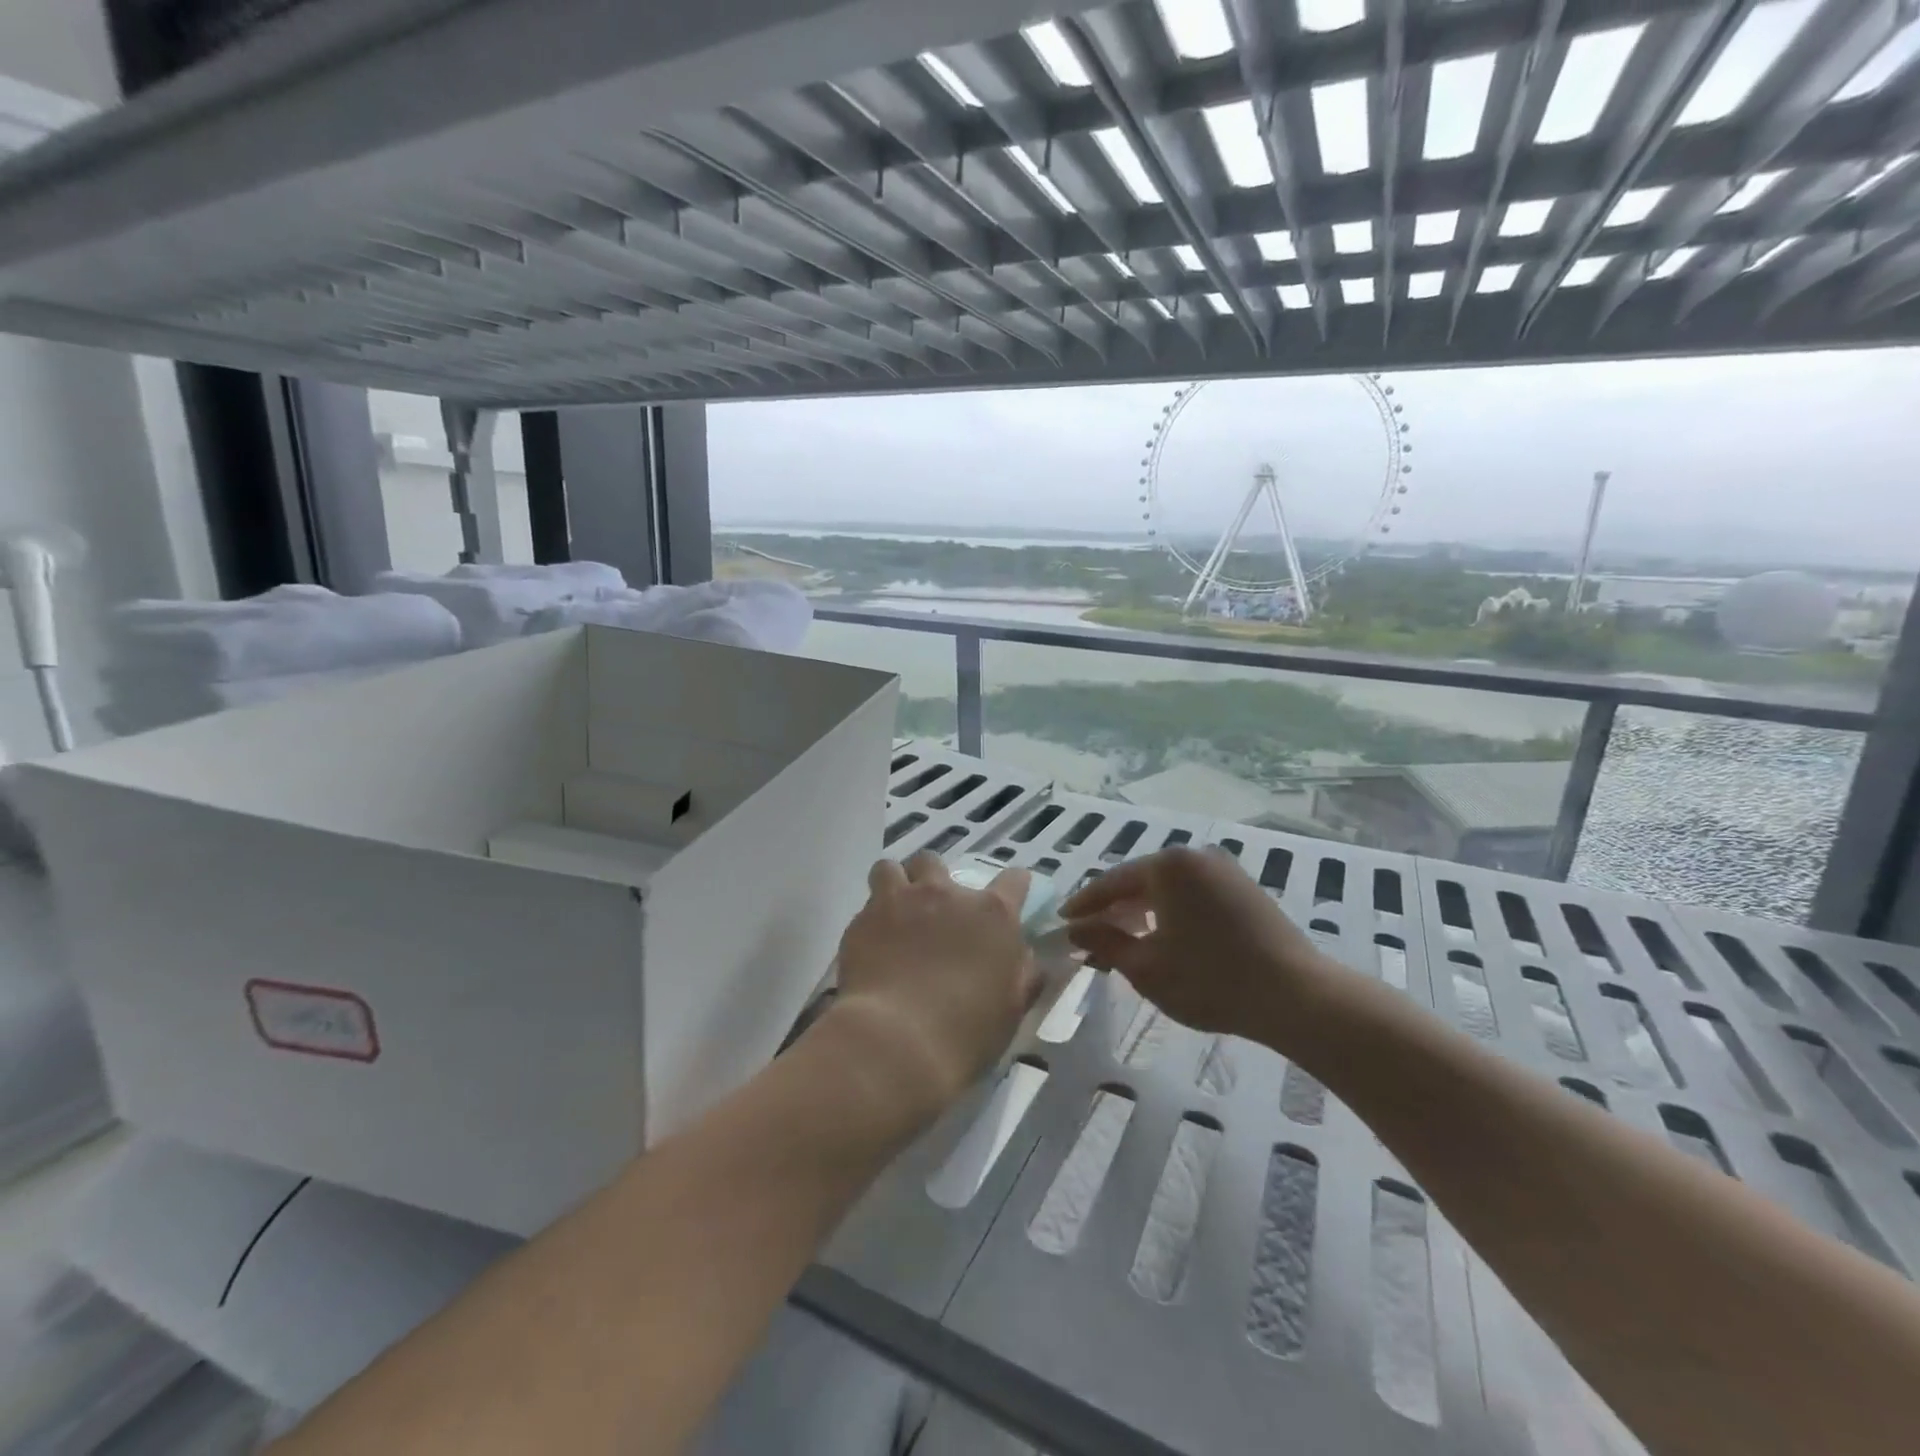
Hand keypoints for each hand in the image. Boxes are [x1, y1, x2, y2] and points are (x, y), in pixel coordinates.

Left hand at [829, 852, 1040, 1114]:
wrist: (897, 1042)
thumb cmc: (966, 1033)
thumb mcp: (1011, 1009)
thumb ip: (1022, 974)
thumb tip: (1026, 957)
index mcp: (993, 915)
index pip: (1014, 880)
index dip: (1014, 886)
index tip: (1010, 898)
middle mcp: (947, 894)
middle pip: (937, 862)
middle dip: (934, 880)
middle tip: (933, 912)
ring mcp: (901, 901)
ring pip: (892, 869)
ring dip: (896, 886)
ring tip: (893, 914)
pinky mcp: (863, 918)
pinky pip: (866, 903)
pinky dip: (870, 919)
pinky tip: (871, 945)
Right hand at [1061, 847, 1335, 1054]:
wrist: (1297, 996)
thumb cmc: (1211, 980)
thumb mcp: (1146, 967)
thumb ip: (1105, 942)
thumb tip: (1075, 930)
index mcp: (1167, 865)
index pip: (1112, 882)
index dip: (1084, 905)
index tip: (1062, 923)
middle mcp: (1194, 855)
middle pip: (1140, 881)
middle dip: (1113, 909)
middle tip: (1089, 935)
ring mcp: (1223, 869)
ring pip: (1167, 888)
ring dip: (1141, 911)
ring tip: (1122, 939)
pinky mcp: (1243, 888)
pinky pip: (1192, 894)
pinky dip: (1170, 912)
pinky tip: (1162, 937)